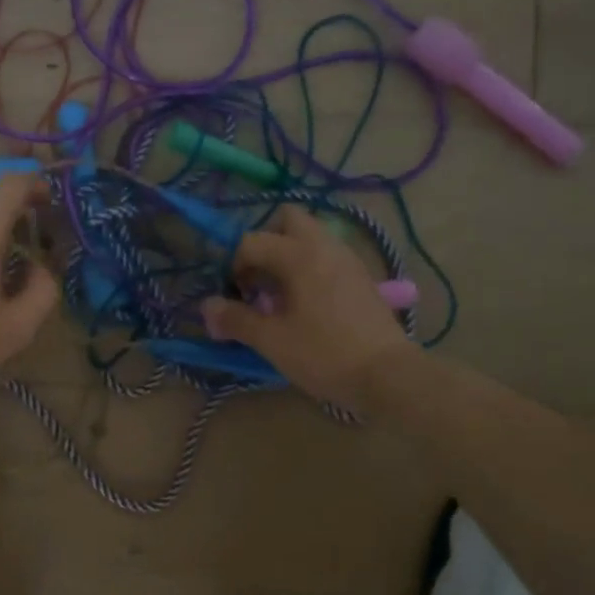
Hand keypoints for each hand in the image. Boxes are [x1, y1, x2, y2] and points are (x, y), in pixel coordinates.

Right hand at [200, 205, 413, 408]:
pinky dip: (309, 268)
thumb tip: (207, 306)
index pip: (252, 241)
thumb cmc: (323, 354)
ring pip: (310, 236)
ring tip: (280, 295)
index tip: (237, 298)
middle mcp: (324, 246)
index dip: (234, 267)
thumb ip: (236, 319)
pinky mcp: (361, 276)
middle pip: (287, 219)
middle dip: (265, 242)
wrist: (386, 374)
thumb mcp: (271, 340)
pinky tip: (306, 304)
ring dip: (287, 255)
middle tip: (258, 279)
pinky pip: (327, 255)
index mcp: (298, 255)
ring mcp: (347, 258)